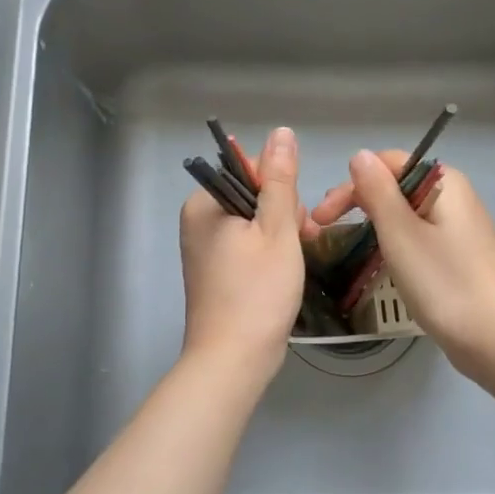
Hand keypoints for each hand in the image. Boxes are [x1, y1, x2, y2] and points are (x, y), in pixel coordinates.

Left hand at [178, 126, 306, 377]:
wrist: (233, 361)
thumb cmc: (257, 292)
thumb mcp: (277, 229)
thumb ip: (280, 179)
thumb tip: (281, 132)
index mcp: (204, 203)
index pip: (250, 169)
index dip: (280, 189)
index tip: (295, 220)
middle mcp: (197, 220)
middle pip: (253, 195)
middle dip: (282, 215)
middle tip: (297, 246)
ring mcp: (203, 248)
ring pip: (254, 222)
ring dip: (280, 236)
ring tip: (292, 264)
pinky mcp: (213, 271)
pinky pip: (246, 246)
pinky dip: (268, 254)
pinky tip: (283, 274)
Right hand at [309, 150, 494, 382]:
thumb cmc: (444, 282)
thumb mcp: (400, 233)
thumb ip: (377, 190)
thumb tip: (360, 155)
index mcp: (442, 181)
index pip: (386, 163)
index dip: (350, 185)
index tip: (322, 217)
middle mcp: (452, 196)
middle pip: (395, 185)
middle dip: (357, 203)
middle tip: (324, 230)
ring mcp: (457, 227)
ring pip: (404, 213)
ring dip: (372, 224)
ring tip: (345, 246)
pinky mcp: (457, 255)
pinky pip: (416, 235)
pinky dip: (392, 242)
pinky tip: (378, 260)